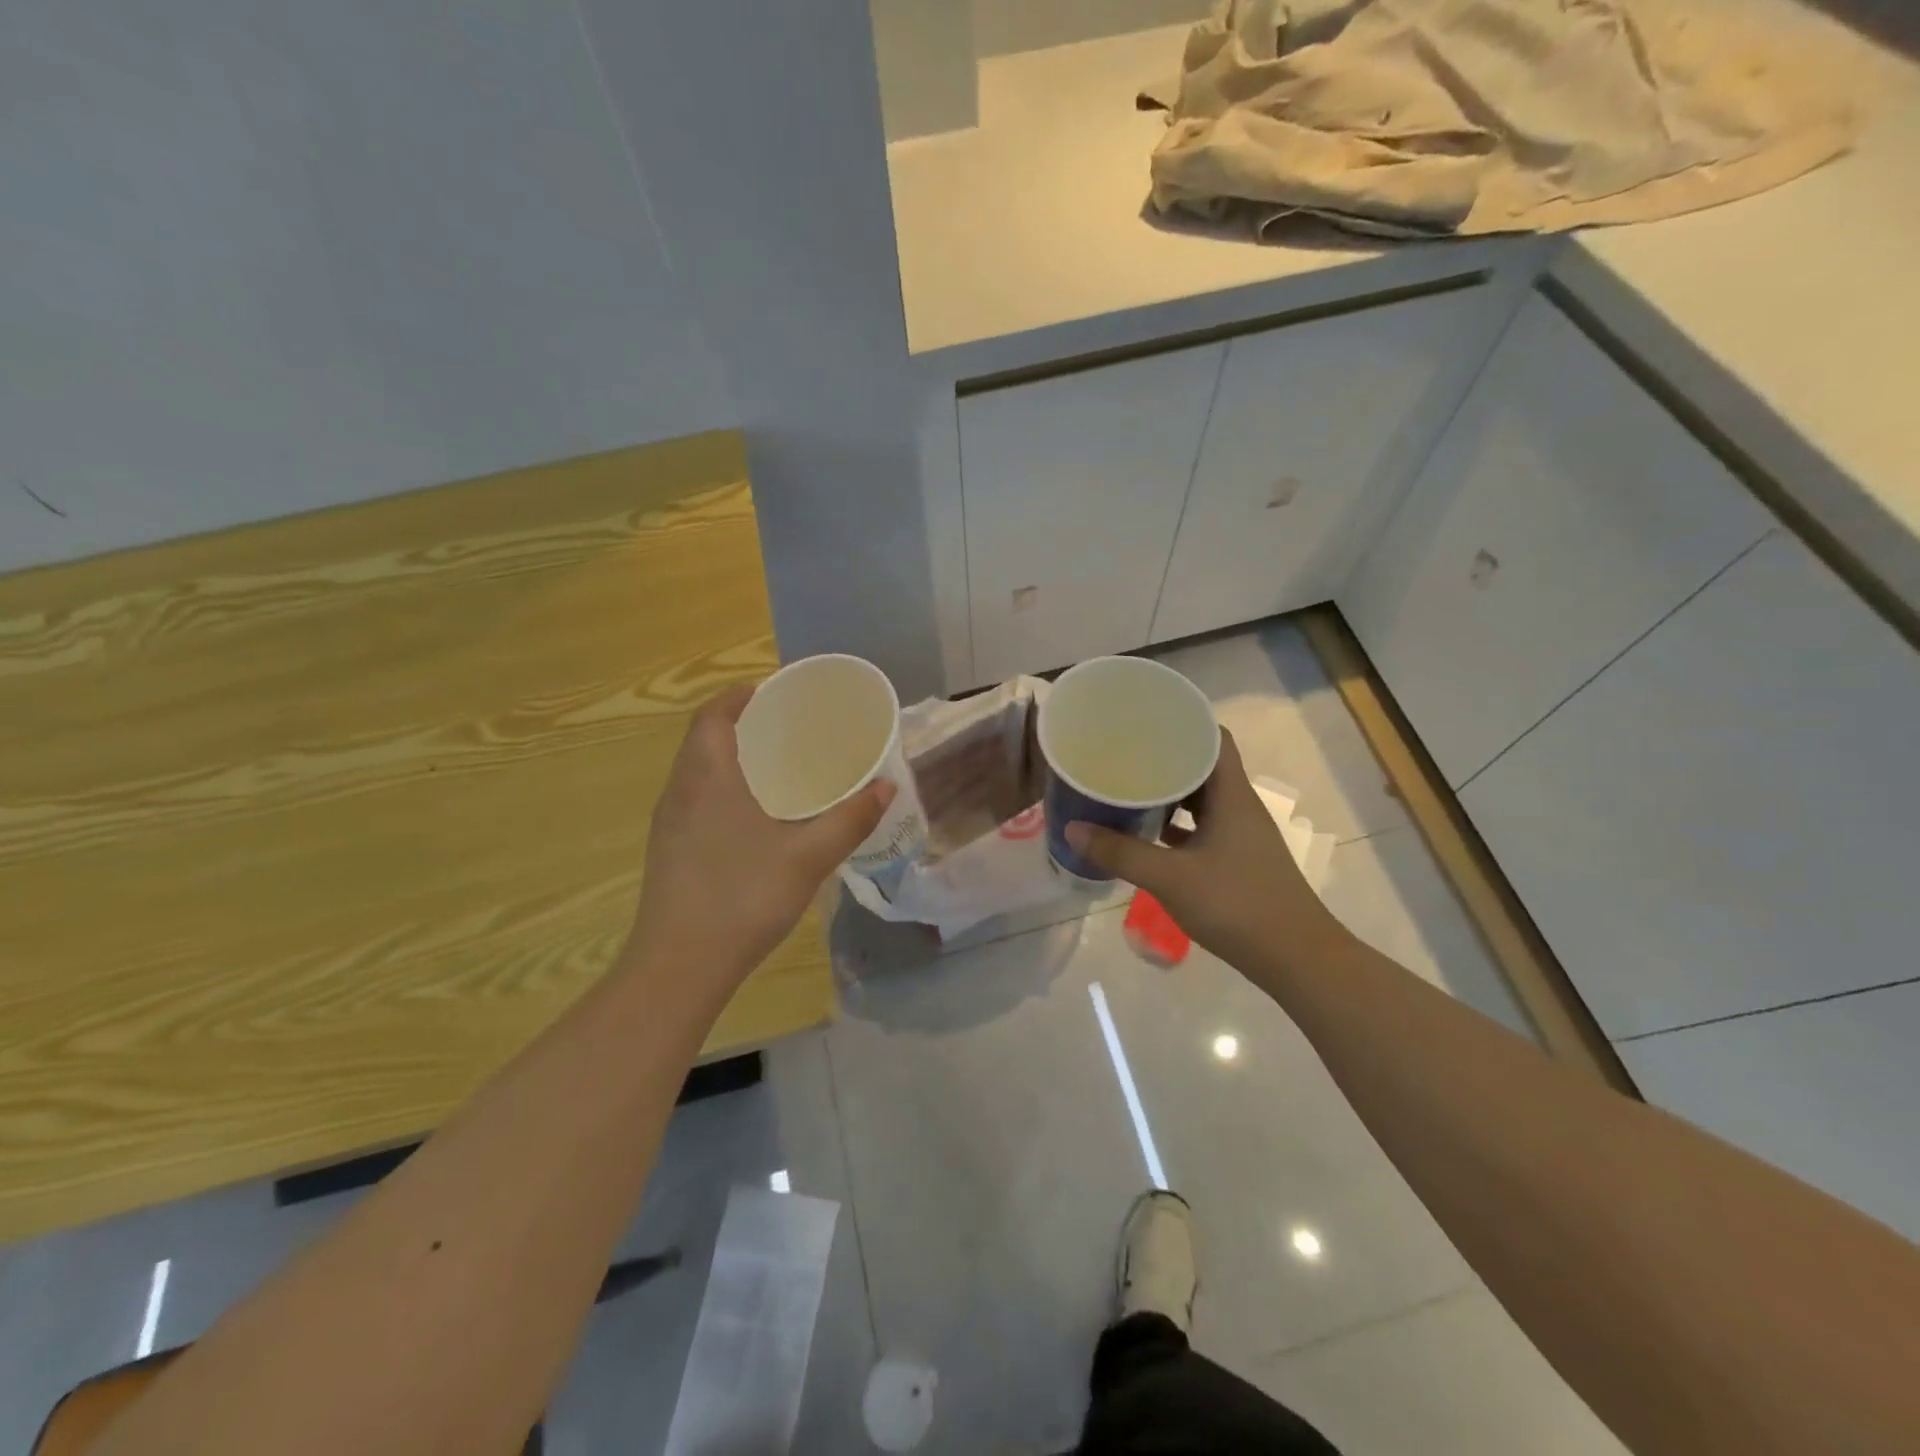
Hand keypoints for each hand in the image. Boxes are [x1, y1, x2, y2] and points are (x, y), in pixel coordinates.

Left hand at [624, 685, 892, 992]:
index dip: (739, 696)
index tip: (774, 692)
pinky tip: (755, 817)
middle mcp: (680, 791)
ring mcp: (669, 824)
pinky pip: (695, 799)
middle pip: (703, 739)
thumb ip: (850, 819)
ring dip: (730, 758)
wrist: (679, 967)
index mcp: (707, 777)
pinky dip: (722, 788)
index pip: (713, 715)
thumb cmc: (742, 897)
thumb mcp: (808, 857)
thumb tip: (887, 786)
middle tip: (787, 728)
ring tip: (777, 766)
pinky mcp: (669, 851)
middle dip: (740, 725)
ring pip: (697, 771)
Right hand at [1065, 730, 1344, 976]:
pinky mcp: (1236, 860)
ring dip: (1168, 794)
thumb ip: (1120, 853)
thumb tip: (1072, 828)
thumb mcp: (1171, 878)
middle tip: (1123, 754)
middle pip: (1202, 767)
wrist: (1296, 959)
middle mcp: (1238, 807)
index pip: (1213, 738)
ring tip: (1128, 788)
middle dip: (1164, 758)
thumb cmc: (1237, 905)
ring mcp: (1240, 835)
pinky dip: (1175, 826)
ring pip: (1201, 800)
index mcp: (1232, 796)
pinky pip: (1201, 829)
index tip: (1145, 720)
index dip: (1183, 723)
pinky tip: (1146, 834)